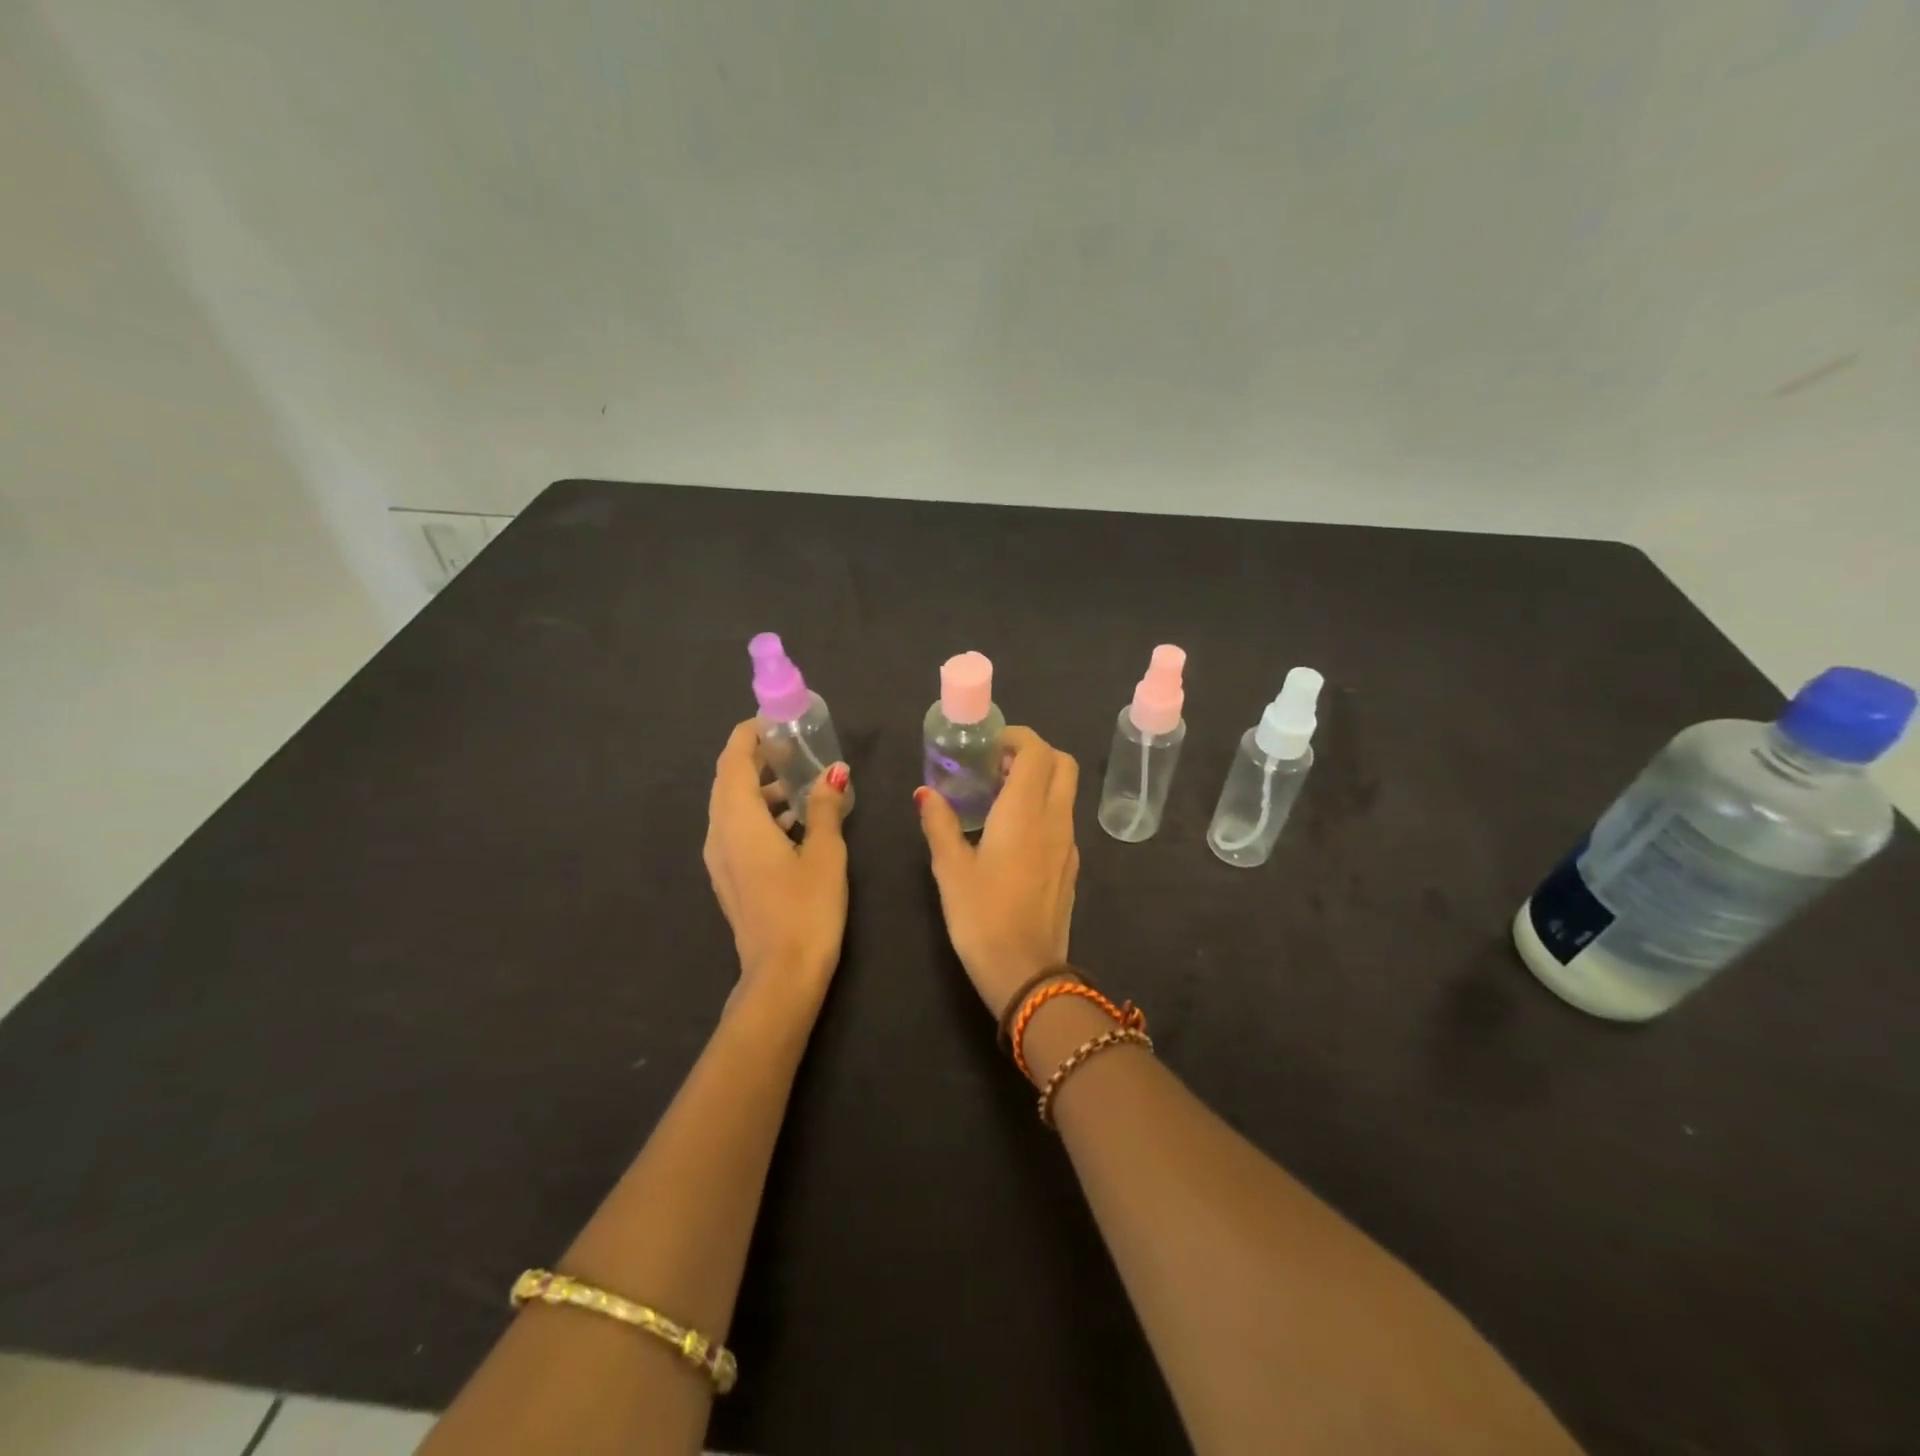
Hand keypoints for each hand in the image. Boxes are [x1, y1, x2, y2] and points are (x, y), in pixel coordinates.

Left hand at [703, 720, 850, 1006]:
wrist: (781, 974)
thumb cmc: (806, 907)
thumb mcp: (824, 851)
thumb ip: (823, 807)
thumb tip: (833, 772)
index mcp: (738, 819)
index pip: (734, 759)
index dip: (750, 734)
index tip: (777, 721)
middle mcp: (719, 832)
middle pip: (729, 780)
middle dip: (757, 758)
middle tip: (794, 746)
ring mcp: (719, 858)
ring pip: (732, 806)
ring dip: (760, 788)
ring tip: (800, 781)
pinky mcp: (728, 877)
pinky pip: (737, 830)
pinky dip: (760, 814)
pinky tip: (794, 822)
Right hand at [915, 726, 1079, 1015]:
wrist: (1026, 973)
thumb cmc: (982, 917)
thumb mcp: (951, 869)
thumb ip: (939, 824)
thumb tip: (925, 793)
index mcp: (1025, 812)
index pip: (1038, 751)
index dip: (1017, 738)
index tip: (989, 746)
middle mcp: (1055, 820)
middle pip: (1062, 764)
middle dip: (1034, 753)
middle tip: (997, 765)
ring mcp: (1069, 844)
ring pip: (1066, 792)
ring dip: (1039, 781)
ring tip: (1000, 797)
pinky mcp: (1071, 867)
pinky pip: (1063, 820)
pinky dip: (1044, 808)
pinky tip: (1013, 834)